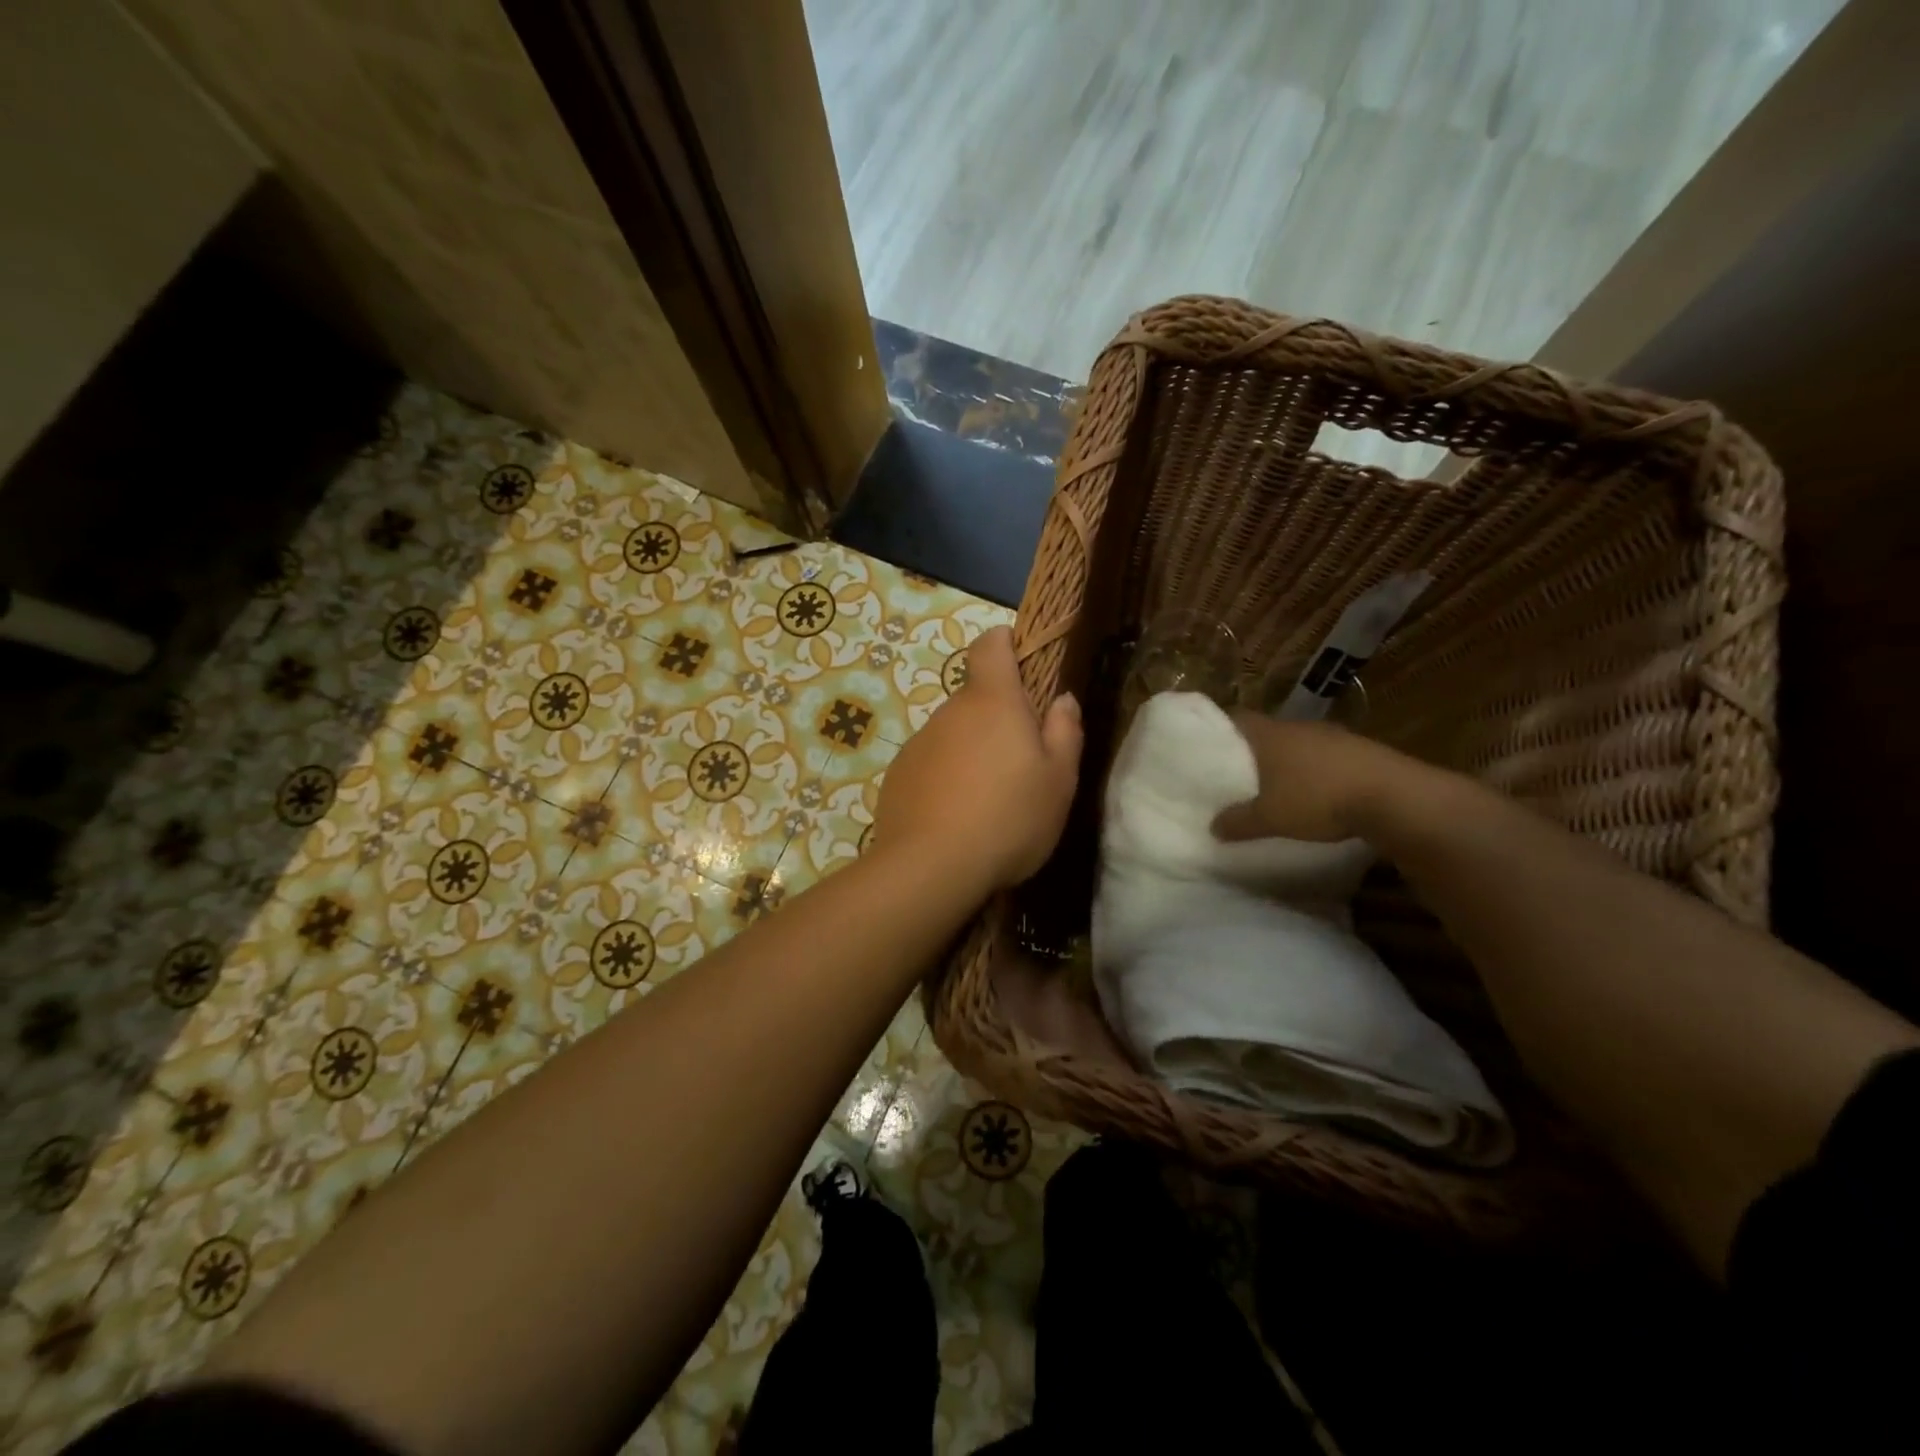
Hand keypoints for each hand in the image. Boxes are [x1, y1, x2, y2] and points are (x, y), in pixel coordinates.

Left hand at [874, 625, 1082, 889]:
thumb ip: (1065, 732)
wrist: (930, 867)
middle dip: (998, 720)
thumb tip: (1062, 699)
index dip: (1005, 644)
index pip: (990, 645)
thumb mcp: (1059, 781)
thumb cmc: (1009, 818)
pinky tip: (956, 818)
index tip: (1021, 663)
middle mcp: (950, 711)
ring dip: (972, 753)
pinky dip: (945, 779)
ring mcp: (919, 743)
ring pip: (954, 735)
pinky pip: (931, 764)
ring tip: (988, 802)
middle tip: (1020, 766)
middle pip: (977, 699)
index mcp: (993, 701)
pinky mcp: (898, 774)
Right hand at [1212, 713, 1422, 842]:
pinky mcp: (1360, 750)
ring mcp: (1332, 736)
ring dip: (1287, 761)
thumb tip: (1213, 826)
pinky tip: (1316, 793)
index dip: (1219, 731)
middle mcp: (1298, 727)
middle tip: (1238, 773)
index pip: (1235, 718)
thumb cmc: (1317, 799)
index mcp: (1270, 734)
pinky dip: (1315, 771)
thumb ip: (1238, 821)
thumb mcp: (1270, 818)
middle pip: (1267, 732)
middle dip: (1253, 751)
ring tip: (1276, 786)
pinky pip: (1325, 757)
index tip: (1207, 747)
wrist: (1394, 797)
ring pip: (1298, 744)